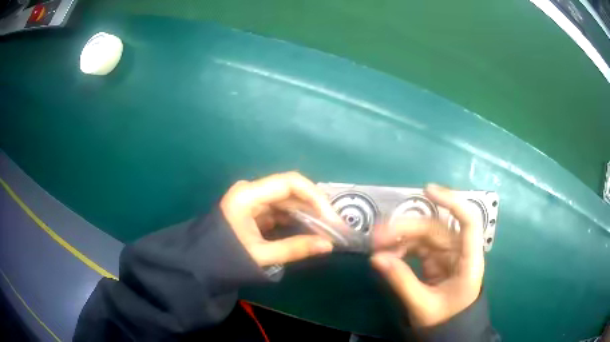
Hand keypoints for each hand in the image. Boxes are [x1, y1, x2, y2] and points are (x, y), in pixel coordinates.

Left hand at [220, 172, 338, 267]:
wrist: (200, 265)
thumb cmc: (226, 258)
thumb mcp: (261, 255)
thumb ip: (295, 249)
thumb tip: (329, 245)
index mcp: (248, 195)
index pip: (290, 183)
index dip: (316, 197)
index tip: (332, 217)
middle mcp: (251, 191)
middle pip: (290, 191)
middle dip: (315, 207)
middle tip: (335, 227)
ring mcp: (252, 200)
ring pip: (287, 201)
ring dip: (307, 214)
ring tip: (326, 230)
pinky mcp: (254, 211)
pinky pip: (280, 211)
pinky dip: (295, 220)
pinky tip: (309, 231)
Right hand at [371, 184, 484, 327]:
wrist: (448, 330)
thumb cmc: (444, 319)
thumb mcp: (422, 305)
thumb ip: (402, 281)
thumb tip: (376, 258)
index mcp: (469, 261)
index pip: (468, 222)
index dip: (452, 202)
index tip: (427, 191)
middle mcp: (460, 251)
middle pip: (436, 228)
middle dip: (406, 228)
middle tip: (377, 236)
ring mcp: (447, 254)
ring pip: (424, 235)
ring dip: (400, 237)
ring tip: (377, 247)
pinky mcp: (435, 259)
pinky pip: (417, 246)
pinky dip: (401, 248)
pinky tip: (387, 255)